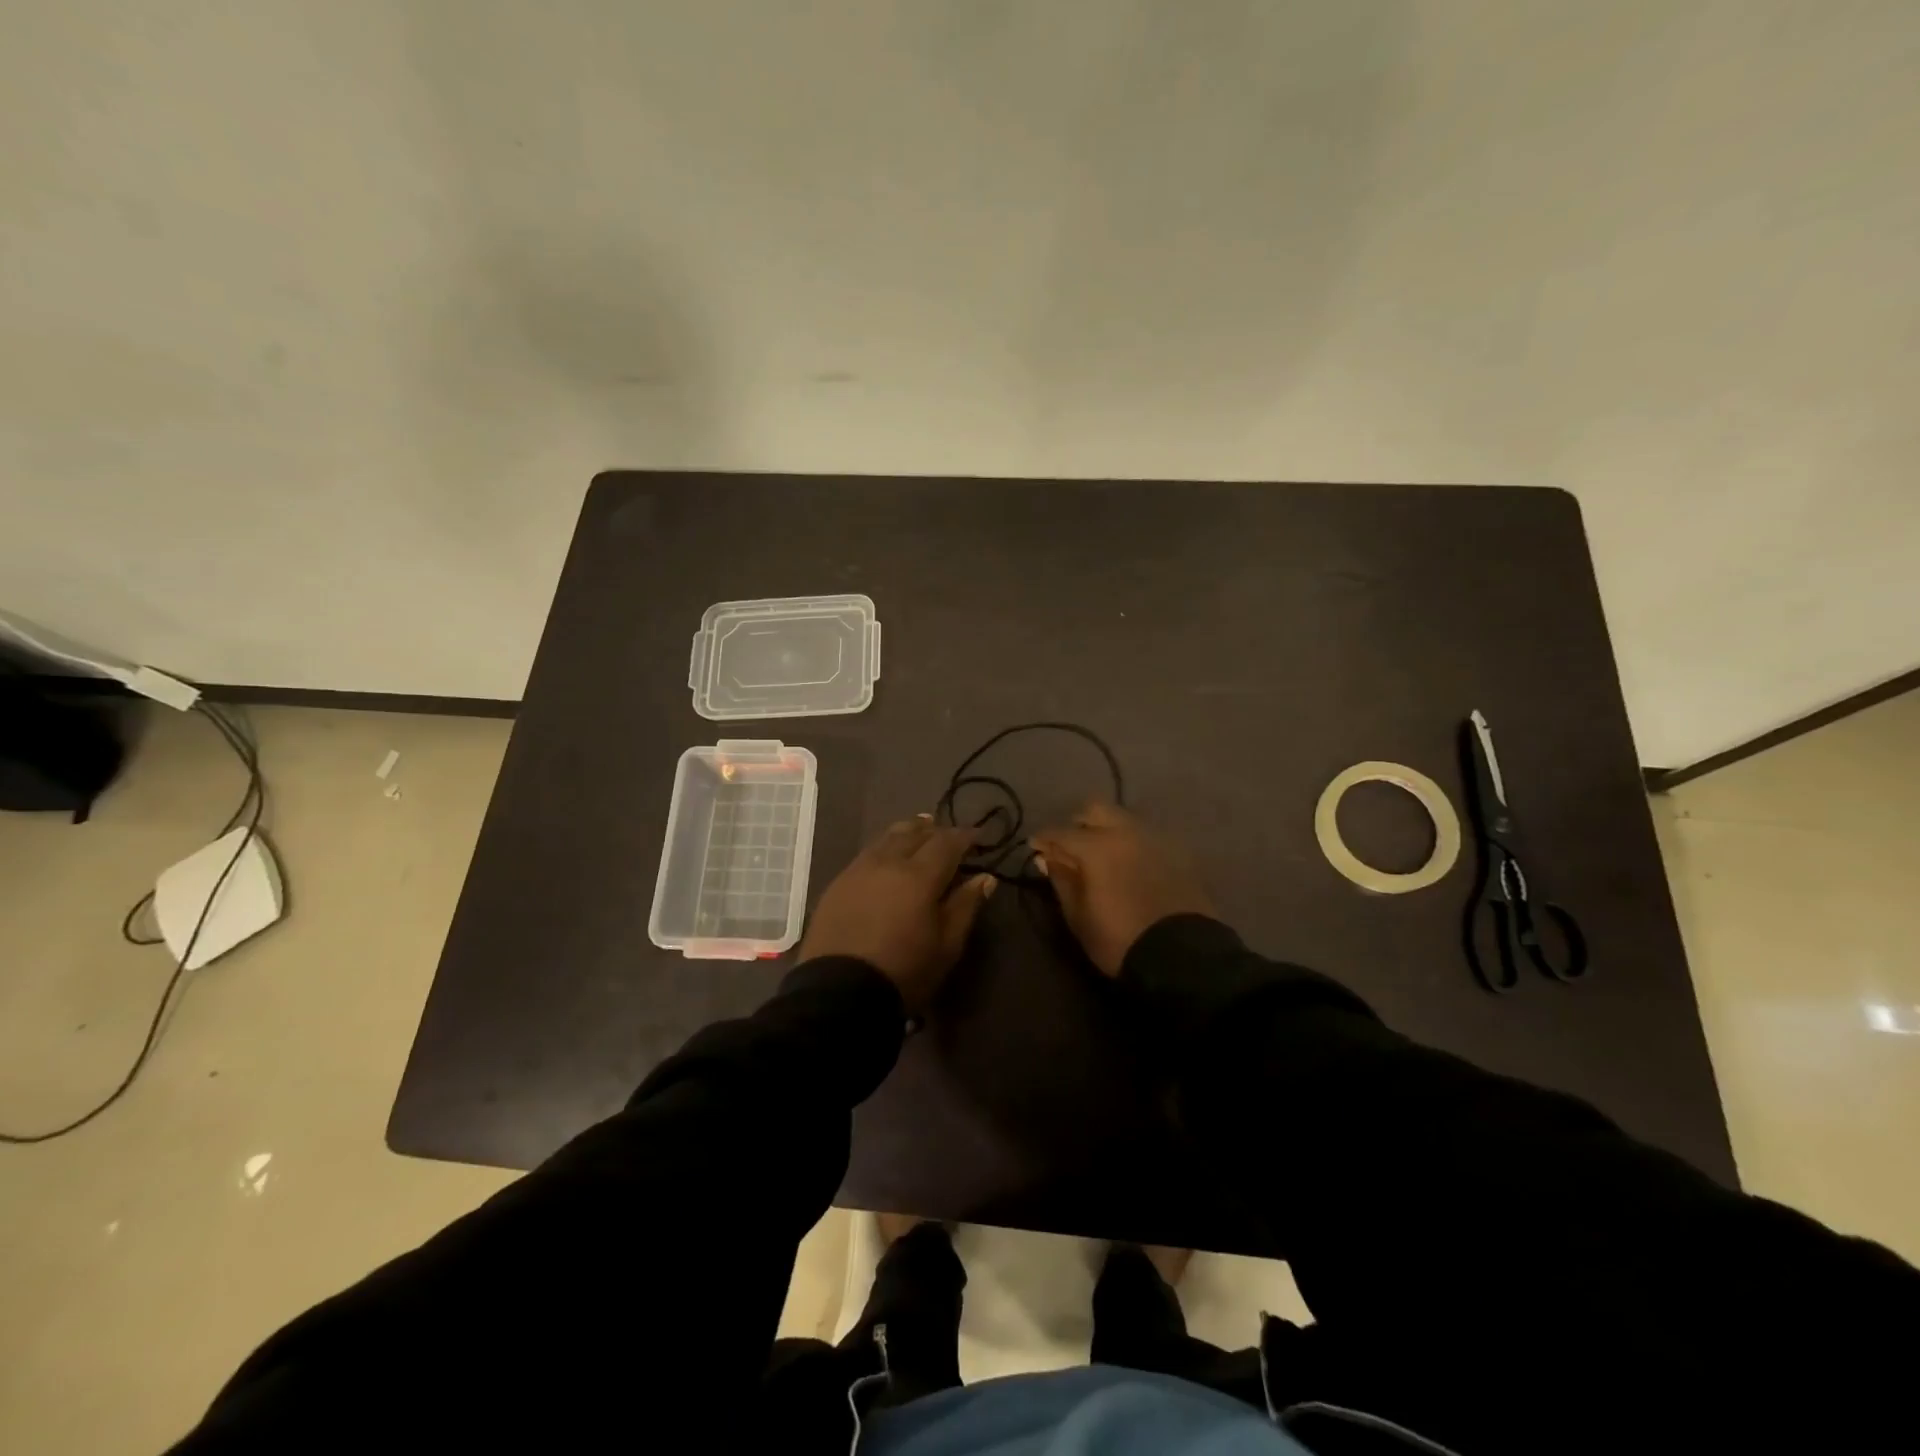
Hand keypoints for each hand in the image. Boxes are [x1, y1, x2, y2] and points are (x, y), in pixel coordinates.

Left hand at [799, 815, 996, 1012]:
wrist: (840, 993)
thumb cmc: (904, 972)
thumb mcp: (947, 945)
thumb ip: (966, 906)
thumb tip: (985, 877)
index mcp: (919, 875)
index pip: (947, 843)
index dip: (964, 837)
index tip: (978, 836)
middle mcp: (888, 862)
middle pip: (914, 833)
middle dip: (935, 830)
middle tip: (948, 835)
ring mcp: (858, 870)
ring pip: (887, 838)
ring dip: (907, 832)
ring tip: (919, 831)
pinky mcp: (837, 884)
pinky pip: (867, 853)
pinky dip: (884, 847)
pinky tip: (887, 856)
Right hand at [1030, 802, 1213, 976]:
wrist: (1181, 956)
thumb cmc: (1119, 939)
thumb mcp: (1078, 916)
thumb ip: (1061, 880)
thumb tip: (1047, 858)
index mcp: (1097, 846)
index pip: (1061, 832)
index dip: (1044, 839)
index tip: (1035, 847)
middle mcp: (1126, 832)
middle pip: (1096, 809)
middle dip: (1079, 823)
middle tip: (1071, 846)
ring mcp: (1155, 839)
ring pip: (1124, 819)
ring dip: (1108, 830)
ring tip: (1102, 855)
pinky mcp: (1178, 853)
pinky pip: (1147, 836)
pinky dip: (1132, 843)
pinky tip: (1129, 864)